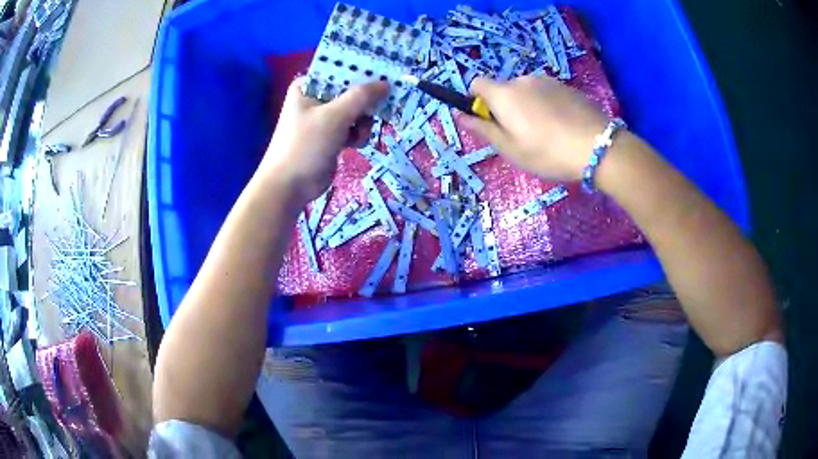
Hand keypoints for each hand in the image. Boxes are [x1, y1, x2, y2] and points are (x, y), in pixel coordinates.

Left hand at [259, 77, 387, 203]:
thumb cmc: (306, 145)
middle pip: (350, 90)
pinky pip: (352, 127)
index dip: (362, 71)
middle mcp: (315, 98)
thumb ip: (361, 97)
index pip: (340, 70)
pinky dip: (357, 134)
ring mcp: (323, 118)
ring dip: (362, 121)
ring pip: (355, 110)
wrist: (290, 186)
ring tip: (358, 133)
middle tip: (382, 105)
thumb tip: (386, 83)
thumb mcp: (334, 116)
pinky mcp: (330, 136)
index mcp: (308, 86)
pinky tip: (354, 144)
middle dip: (365, 102)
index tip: (384, 74)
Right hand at [462, 76, 609, 180]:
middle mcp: (522, 80)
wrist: (597, 146)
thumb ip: (483, 129)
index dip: (476, 100)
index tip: (488, 120)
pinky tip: (563, 126)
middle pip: (504, 89)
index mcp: (504, 94)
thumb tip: (460, 115)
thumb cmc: (548, 152)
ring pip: (527, 91)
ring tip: (547, 133)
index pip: (477, 83)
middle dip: (506, 107)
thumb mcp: (510, 149)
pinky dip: (547, 105)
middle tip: (522, 135)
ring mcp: (547, 81)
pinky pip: (547, 93)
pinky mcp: (567, 86)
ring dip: (528, 106)